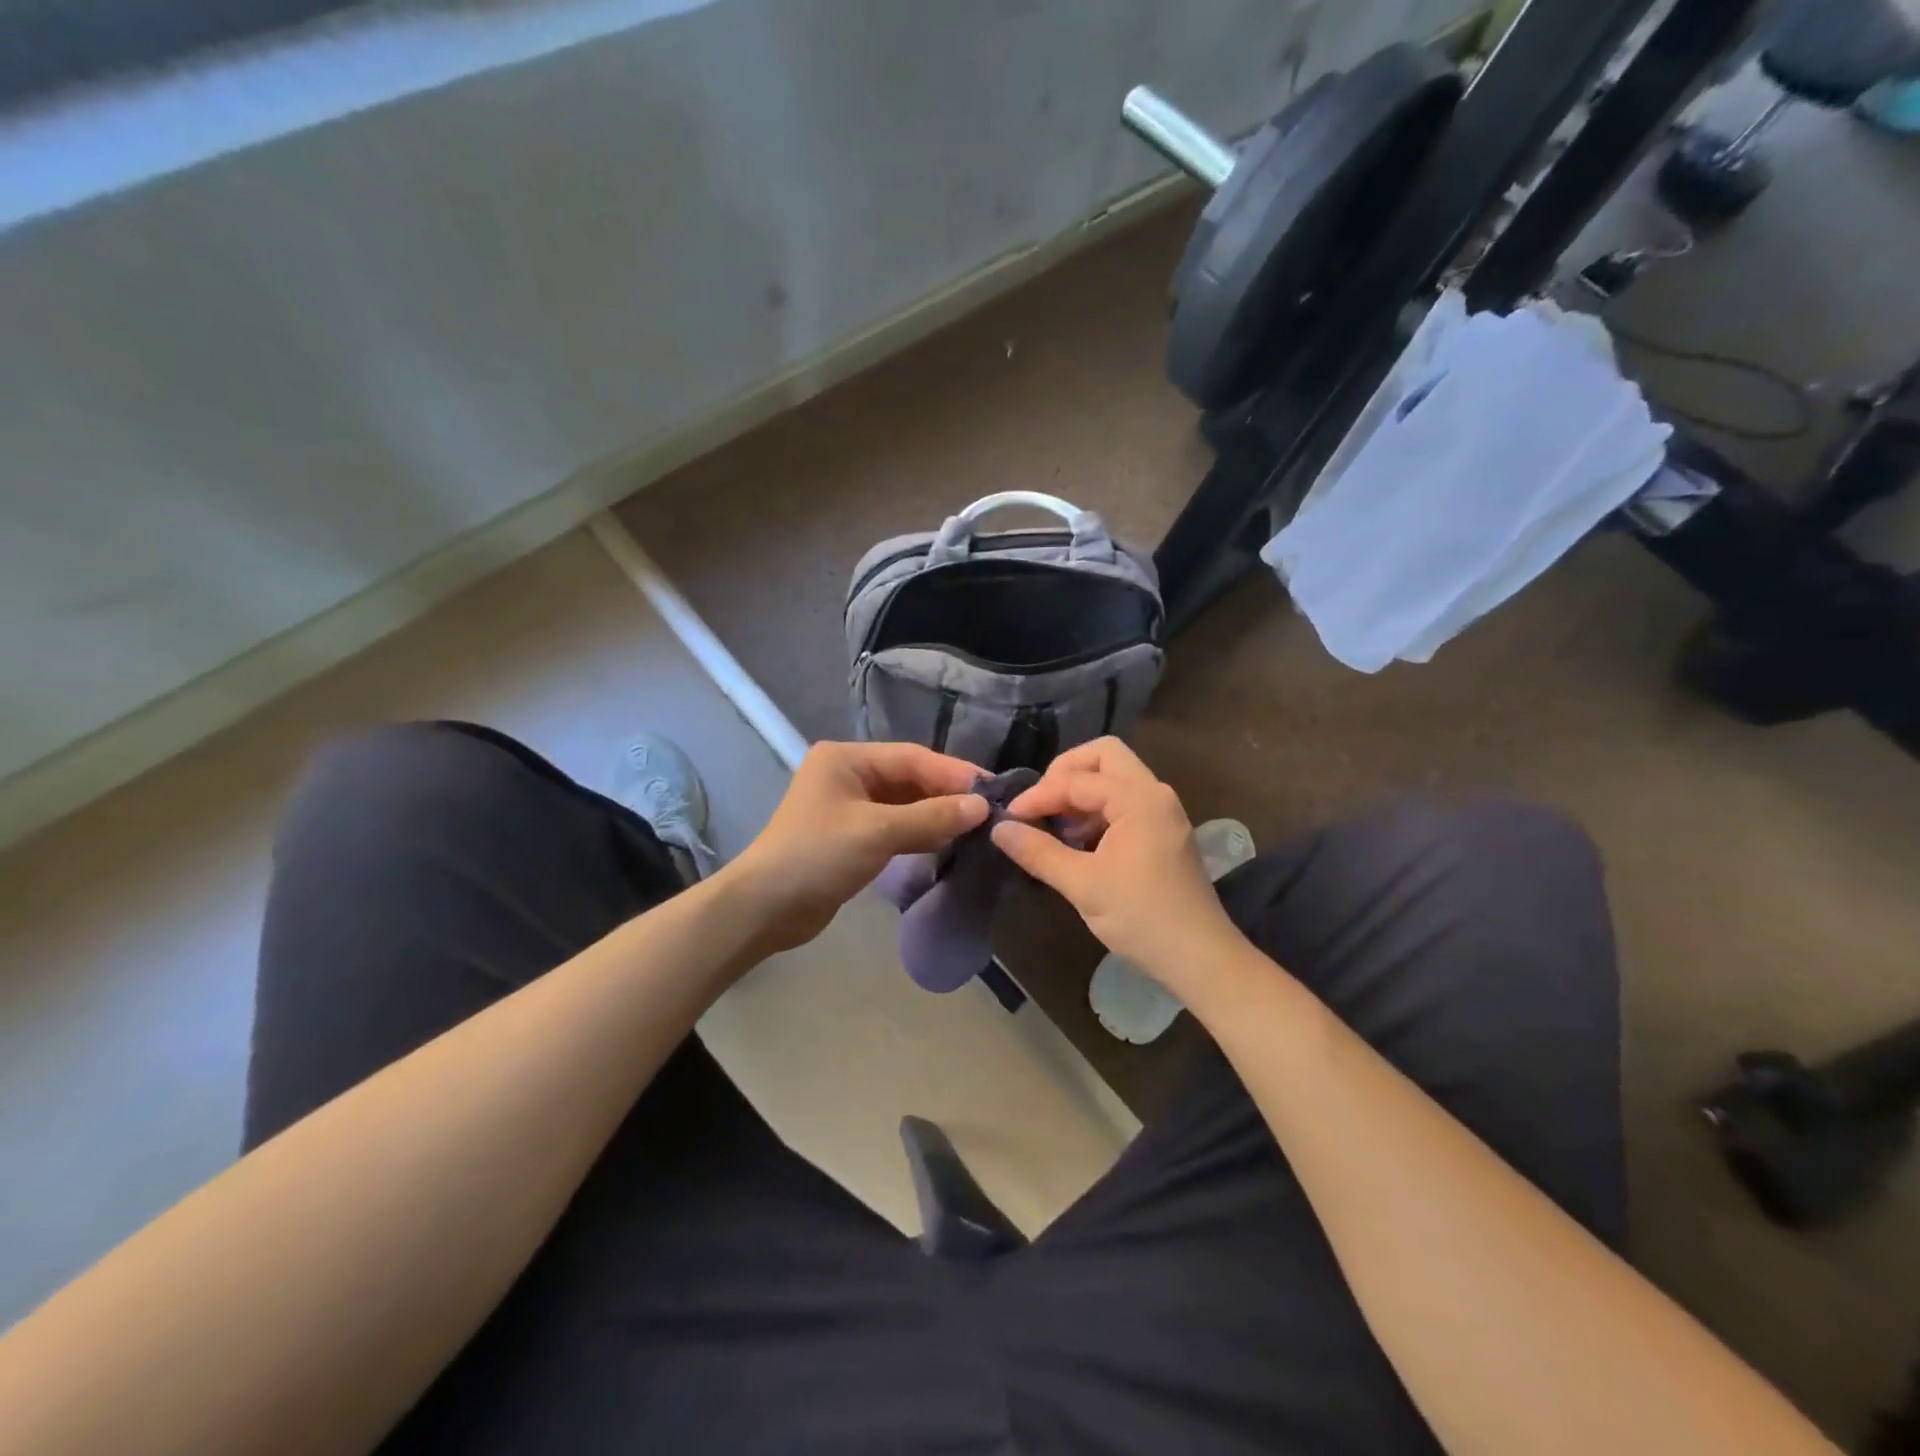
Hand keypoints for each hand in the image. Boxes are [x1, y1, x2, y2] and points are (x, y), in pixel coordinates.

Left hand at [723, 741, 987, 953]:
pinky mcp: (852, 837)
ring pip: (905, 804)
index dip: (952, 772)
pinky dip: (920, 833)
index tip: (992, 789)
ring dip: (936, 815)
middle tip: (989, 810)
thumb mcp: (878, 832)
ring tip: (977, 827)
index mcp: (846, 759)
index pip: (912, 758)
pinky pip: (895, 826)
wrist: (765, 909)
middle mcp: (848, 775)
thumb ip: (931, 816)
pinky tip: (948, 842)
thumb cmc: (817, 856)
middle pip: (910, 778)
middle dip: (947, 794)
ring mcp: (849, 807)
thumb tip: (983, 807)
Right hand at [991, 738, 1243, 991]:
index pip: (1077, 779)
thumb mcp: (1083, 885)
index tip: (1010, 818)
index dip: (1039, 795)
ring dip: (1080, 791)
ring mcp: (1162, 811)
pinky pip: (1124, 800)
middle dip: (1065, 773)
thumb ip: (1039, 852)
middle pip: (1104, 756)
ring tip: (1054, 825)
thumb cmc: (1142, 918)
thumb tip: (998, 829)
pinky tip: (1077, 841)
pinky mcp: (1162, 830)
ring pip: (1115, 777)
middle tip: (1039, 803)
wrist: (1200, 957)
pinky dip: (1096, 809)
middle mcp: (1154, 794)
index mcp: (1139, 799)